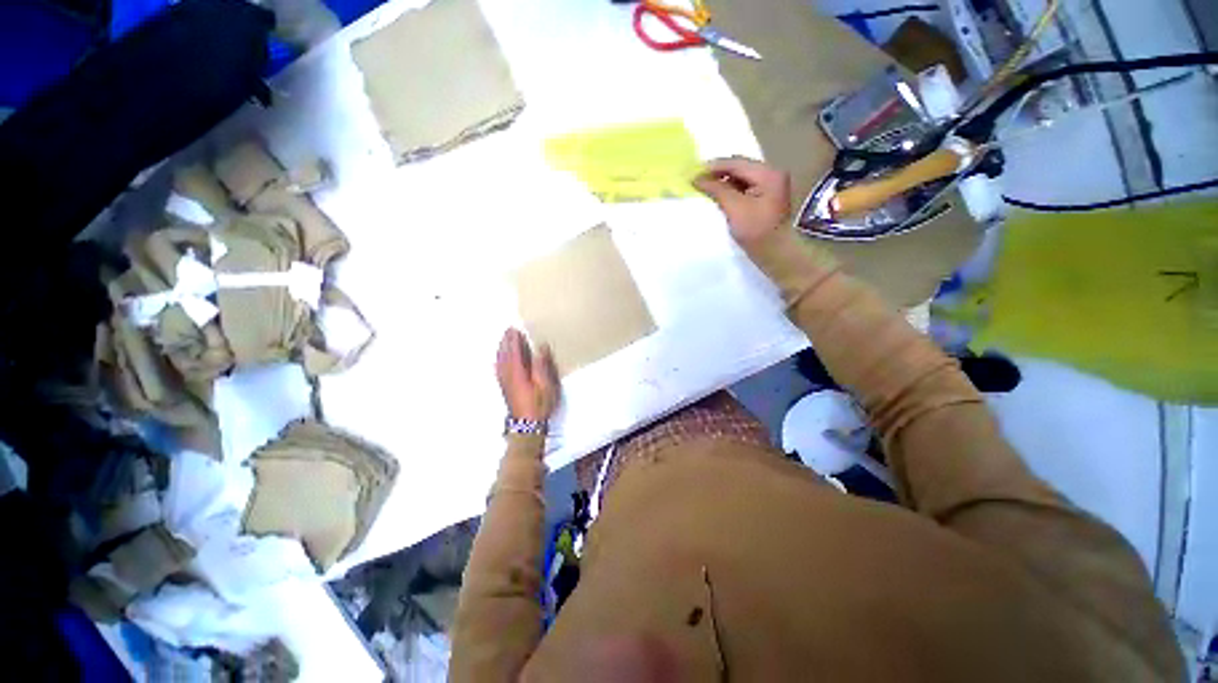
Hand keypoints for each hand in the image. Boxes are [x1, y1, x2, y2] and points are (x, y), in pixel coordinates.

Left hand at [496, 328, 559, 421]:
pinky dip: (498, 361)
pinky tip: (497, 361)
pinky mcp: (505, 388)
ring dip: (501, 349)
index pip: (515, 351)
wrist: (526, 425)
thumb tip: (540, 346)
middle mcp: (508, 374)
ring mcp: (505, 382)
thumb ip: (542, 365)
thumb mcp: (546, 384)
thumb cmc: (538, 404)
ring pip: (500, 361)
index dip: (514, 340)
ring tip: (504, 340)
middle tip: (508, 330)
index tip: (515, 329)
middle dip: (506, 342)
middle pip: (505, 354)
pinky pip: (498, 370)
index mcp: (518, 371)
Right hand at [693, 157, 791, 247]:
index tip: (693, 173)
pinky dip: (730, 190)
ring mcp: (769, 186)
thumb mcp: (734, 208)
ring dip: (723, 182)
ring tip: (705, 187)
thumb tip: (698, 178)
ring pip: (740, 178)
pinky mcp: (764, 198)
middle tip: (697, 180)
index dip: (714, 166)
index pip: (737, 163)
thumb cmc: (755, 230)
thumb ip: (717, 189)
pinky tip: (718, 195)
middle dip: (718, 173)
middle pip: (740, 168)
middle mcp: (771, 174)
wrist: (774, 253)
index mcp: (768, 173)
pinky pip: (743, 187)